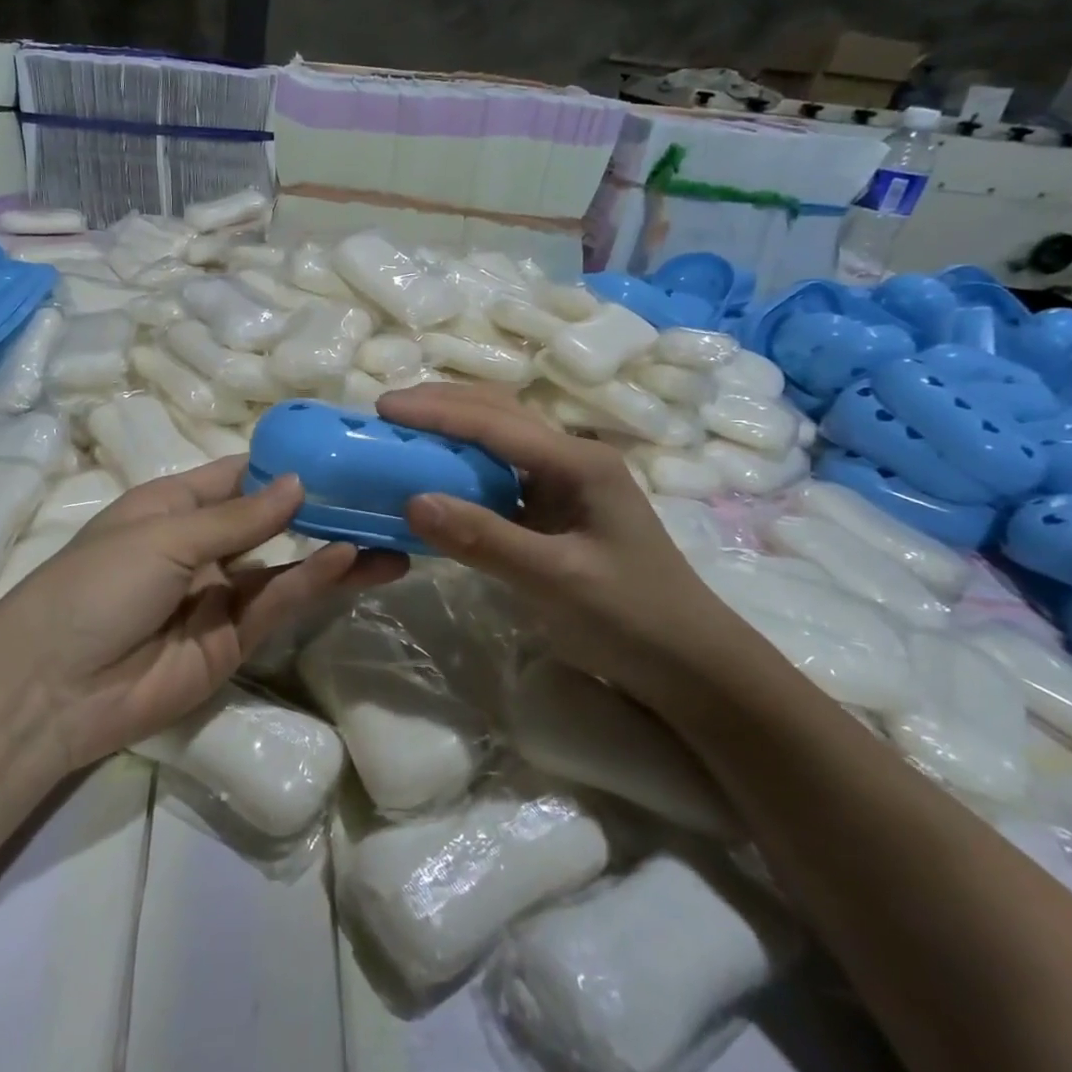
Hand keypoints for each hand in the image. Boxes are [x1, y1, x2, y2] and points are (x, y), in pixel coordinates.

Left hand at [0, 456, 404, 770]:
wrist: (53, 689)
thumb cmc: (97, 585)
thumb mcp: (164, 536)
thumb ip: (238, 517)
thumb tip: (299, 483)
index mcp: (174, 507)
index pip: (239, 476)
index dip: (285, 463)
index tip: (340, 449)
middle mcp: (202, 547)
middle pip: (271, 521)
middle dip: (320, 508)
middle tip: (380, 493)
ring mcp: (220, 596)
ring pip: (285, 565)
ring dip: (332, 548)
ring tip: (389, 531)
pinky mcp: (234, 642)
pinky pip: (278, 603)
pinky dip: (312, 581)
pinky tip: (349, 559)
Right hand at [376, 383, 763, 713]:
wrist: (689, 665)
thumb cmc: (631, 618)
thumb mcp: (556, 580)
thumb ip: (485, 538)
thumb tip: (412, 500)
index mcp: (579, 462)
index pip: (496, 422)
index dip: (436, 411)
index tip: (383, 407)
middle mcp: (571, 459)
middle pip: (499, 414)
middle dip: (442, 406)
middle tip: (385, 414)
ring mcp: (564, 484)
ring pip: (499, 439)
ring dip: (451, 429)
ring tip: (401, 434)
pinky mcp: (554, 511)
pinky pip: (499, 475)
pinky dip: (462, 466)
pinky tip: (435, 476)